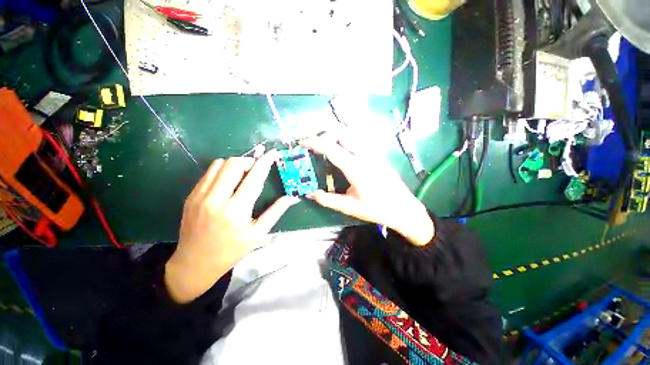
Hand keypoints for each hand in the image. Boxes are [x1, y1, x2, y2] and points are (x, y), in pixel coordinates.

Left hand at [165, 151, 299, 303]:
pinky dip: (222, 171)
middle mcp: (215, 199)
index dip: (265, 162)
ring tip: (243, 175)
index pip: (254, 178)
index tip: (273, 153)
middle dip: (249, 162)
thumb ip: (276, 211)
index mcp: (236, 211)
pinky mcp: (190, 196)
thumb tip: (292, 197)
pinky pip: (209, 173)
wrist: (195, 264)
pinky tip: (228, 182)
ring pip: (219, 164)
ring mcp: (199, 196)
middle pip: (234, 164)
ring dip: (235, 164)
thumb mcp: (258, 233)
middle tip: (256, 170)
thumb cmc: (231, 251)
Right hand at [300, 133, 433, 246]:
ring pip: (351, 134)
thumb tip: (310, 193)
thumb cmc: (377, 209)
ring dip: (335, 136)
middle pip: (341, 133)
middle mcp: (364, 155)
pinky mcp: (377, 155)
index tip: (302, 142)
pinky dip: (345, 140)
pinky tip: (343, 152)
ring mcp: (373, 153)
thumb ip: (327, 199)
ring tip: (326, 148)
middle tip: (314, 147)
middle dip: (324, 136)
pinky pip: (358, 141)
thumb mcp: (349, 207)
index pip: (331, 148)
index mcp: (356, 168)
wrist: (403, 208)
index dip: (314, 142)